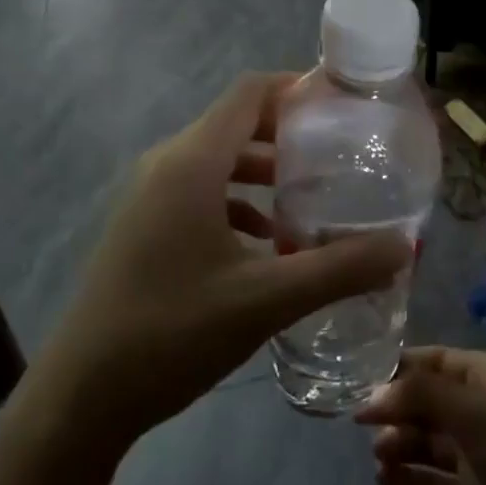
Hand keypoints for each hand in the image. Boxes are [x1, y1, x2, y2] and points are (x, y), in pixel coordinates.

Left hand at [37, 73, 408, 446]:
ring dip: (266, 172)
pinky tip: (269, 243)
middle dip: (290, 134)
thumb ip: (339, 269)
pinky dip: (239, 202)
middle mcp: (167, 165)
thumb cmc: (172, 332)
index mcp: (192, 162)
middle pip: (237, 124)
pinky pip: (201, 192)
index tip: (344, 106)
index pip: (250, 93)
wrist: (82, 396)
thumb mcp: (266, 299)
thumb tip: (403, 247)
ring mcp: (150, 196)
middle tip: (342, 155)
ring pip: (219, 161)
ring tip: (314, 199)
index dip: (297, 88)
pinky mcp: (144, 226)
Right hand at [356, 347, 485, 484]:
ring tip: (379, 456)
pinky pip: (432, 484)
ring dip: (399, 444)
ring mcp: (480, 460)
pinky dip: (408, 481)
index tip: (357, 382)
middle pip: (427, 400)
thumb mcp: (480, 415)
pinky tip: (384, 482)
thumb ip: (423, 396)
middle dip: (395, 408)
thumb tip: (371, 397)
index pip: (436, 360)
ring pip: (427, 442)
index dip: (399, 369)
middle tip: (359, 425)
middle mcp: (484, 412)